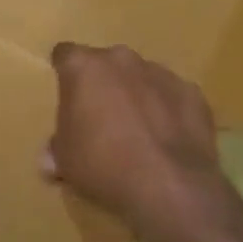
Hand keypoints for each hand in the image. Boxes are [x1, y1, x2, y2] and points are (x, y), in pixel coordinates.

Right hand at [45, 43, 231, 241]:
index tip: (67, 98)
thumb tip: (50, 159)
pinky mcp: (192, 92)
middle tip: (102, 120)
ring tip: (139, 134)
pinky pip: (172, 97)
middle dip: (103, 85)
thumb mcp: (66, 162)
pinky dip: (167, 111)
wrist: (170, 186)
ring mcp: (160, 72)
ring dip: (136, 96)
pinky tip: (167, 141)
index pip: (65, 55)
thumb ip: (56, 150)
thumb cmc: (103, 166)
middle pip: (105, 64)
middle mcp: (120, 58)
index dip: (64, 75)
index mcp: (83, 67)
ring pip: (140, 77)